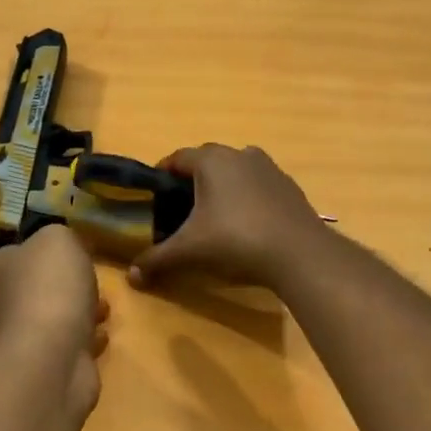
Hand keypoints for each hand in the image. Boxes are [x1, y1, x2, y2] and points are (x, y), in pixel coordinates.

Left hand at [0, 225, 109, 420]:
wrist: (50, 356)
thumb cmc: (52, 288)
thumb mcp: (59, 238)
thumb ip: (60, 235)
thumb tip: (62, 246)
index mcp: (3, 267)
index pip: (23, 251)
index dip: (52, 251)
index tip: (80, 253)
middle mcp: (5, 300)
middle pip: (42, 285)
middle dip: (72, 285)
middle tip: (96, 283)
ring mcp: (23, 336)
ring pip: (57, 316)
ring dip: (83, 312)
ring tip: (105, 311)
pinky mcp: (43, 364)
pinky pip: (68, 344)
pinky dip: (85, 340)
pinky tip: (101, 337)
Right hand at [128, 144, 327, 293]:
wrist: (298, 252)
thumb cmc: (235, 240)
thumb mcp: (190, 251)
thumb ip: (158, 259)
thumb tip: (131, 276)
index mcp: (212, 160)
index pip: (178, 158)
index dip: (162, 173)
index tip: (153, 192)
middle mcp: (240, 154)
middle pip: (208, 161)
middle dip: (192, 180)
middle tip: (180, 206)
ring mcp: (269, 168)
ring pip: (236, 171)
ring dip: (223, 186)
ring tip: (214, 215)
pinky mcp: (289, 186)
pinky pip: (259, 185)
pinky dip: (248, 198)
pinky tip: (246, 224)